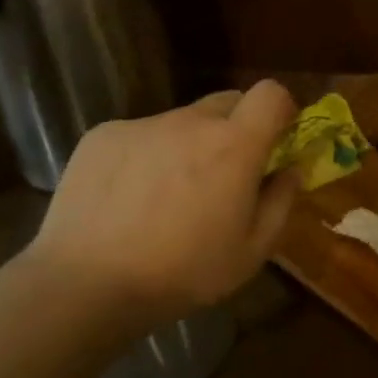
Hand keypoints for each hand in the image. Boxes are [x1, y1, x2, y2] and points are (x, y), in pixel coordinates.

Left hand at [24, 80, 298, 338]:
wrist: (86, 283)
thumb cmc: (181, 273)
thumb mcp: (251, 253)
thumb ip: (281, 202)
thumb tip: (290, 169)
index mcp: (234, 145)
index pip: (271, 93)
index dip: (280, 110)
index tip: (276, 141)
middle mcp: (190, 121)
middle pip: (227, 102)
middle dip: (236, 129)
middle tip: (224, 174)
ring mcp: (142, 124)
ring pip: (181, 122)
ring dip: (188, 145)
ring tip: (166, 196)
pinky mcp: (103, 135)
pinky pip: (140, 135)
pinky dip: (146, 156)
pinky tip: (127, 199)